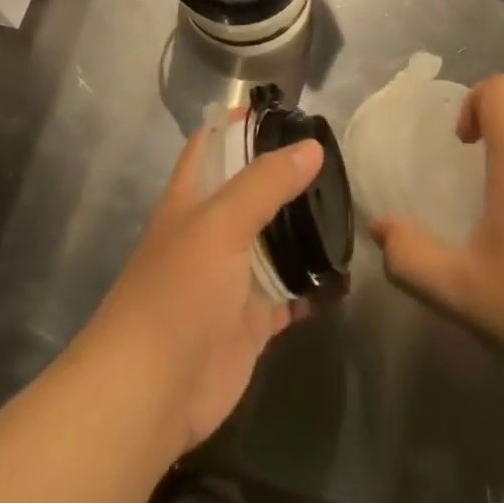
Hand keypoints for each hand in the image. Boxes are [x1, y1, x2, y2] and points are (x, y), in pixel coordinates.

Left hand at [79, 125, 323, 459]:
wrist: (153, 390)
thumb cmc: (179, 290)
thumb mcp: (221, 222)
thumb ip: (266, 183)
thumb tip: (311, 147)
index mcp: (191, 200)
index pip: (212, 146)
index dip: (240, 125)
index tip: (285, 113)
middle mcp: (212, 233)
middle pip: (253, 193)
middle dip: (288, 178)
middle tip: (336, 162)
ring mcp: (234, 278)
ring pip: (275, 242)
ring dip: (306, 230)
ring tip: (350, 209)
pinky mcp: (253, 320)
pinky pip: (291, 293)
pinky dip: (315, 285)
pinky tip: (345, 273)